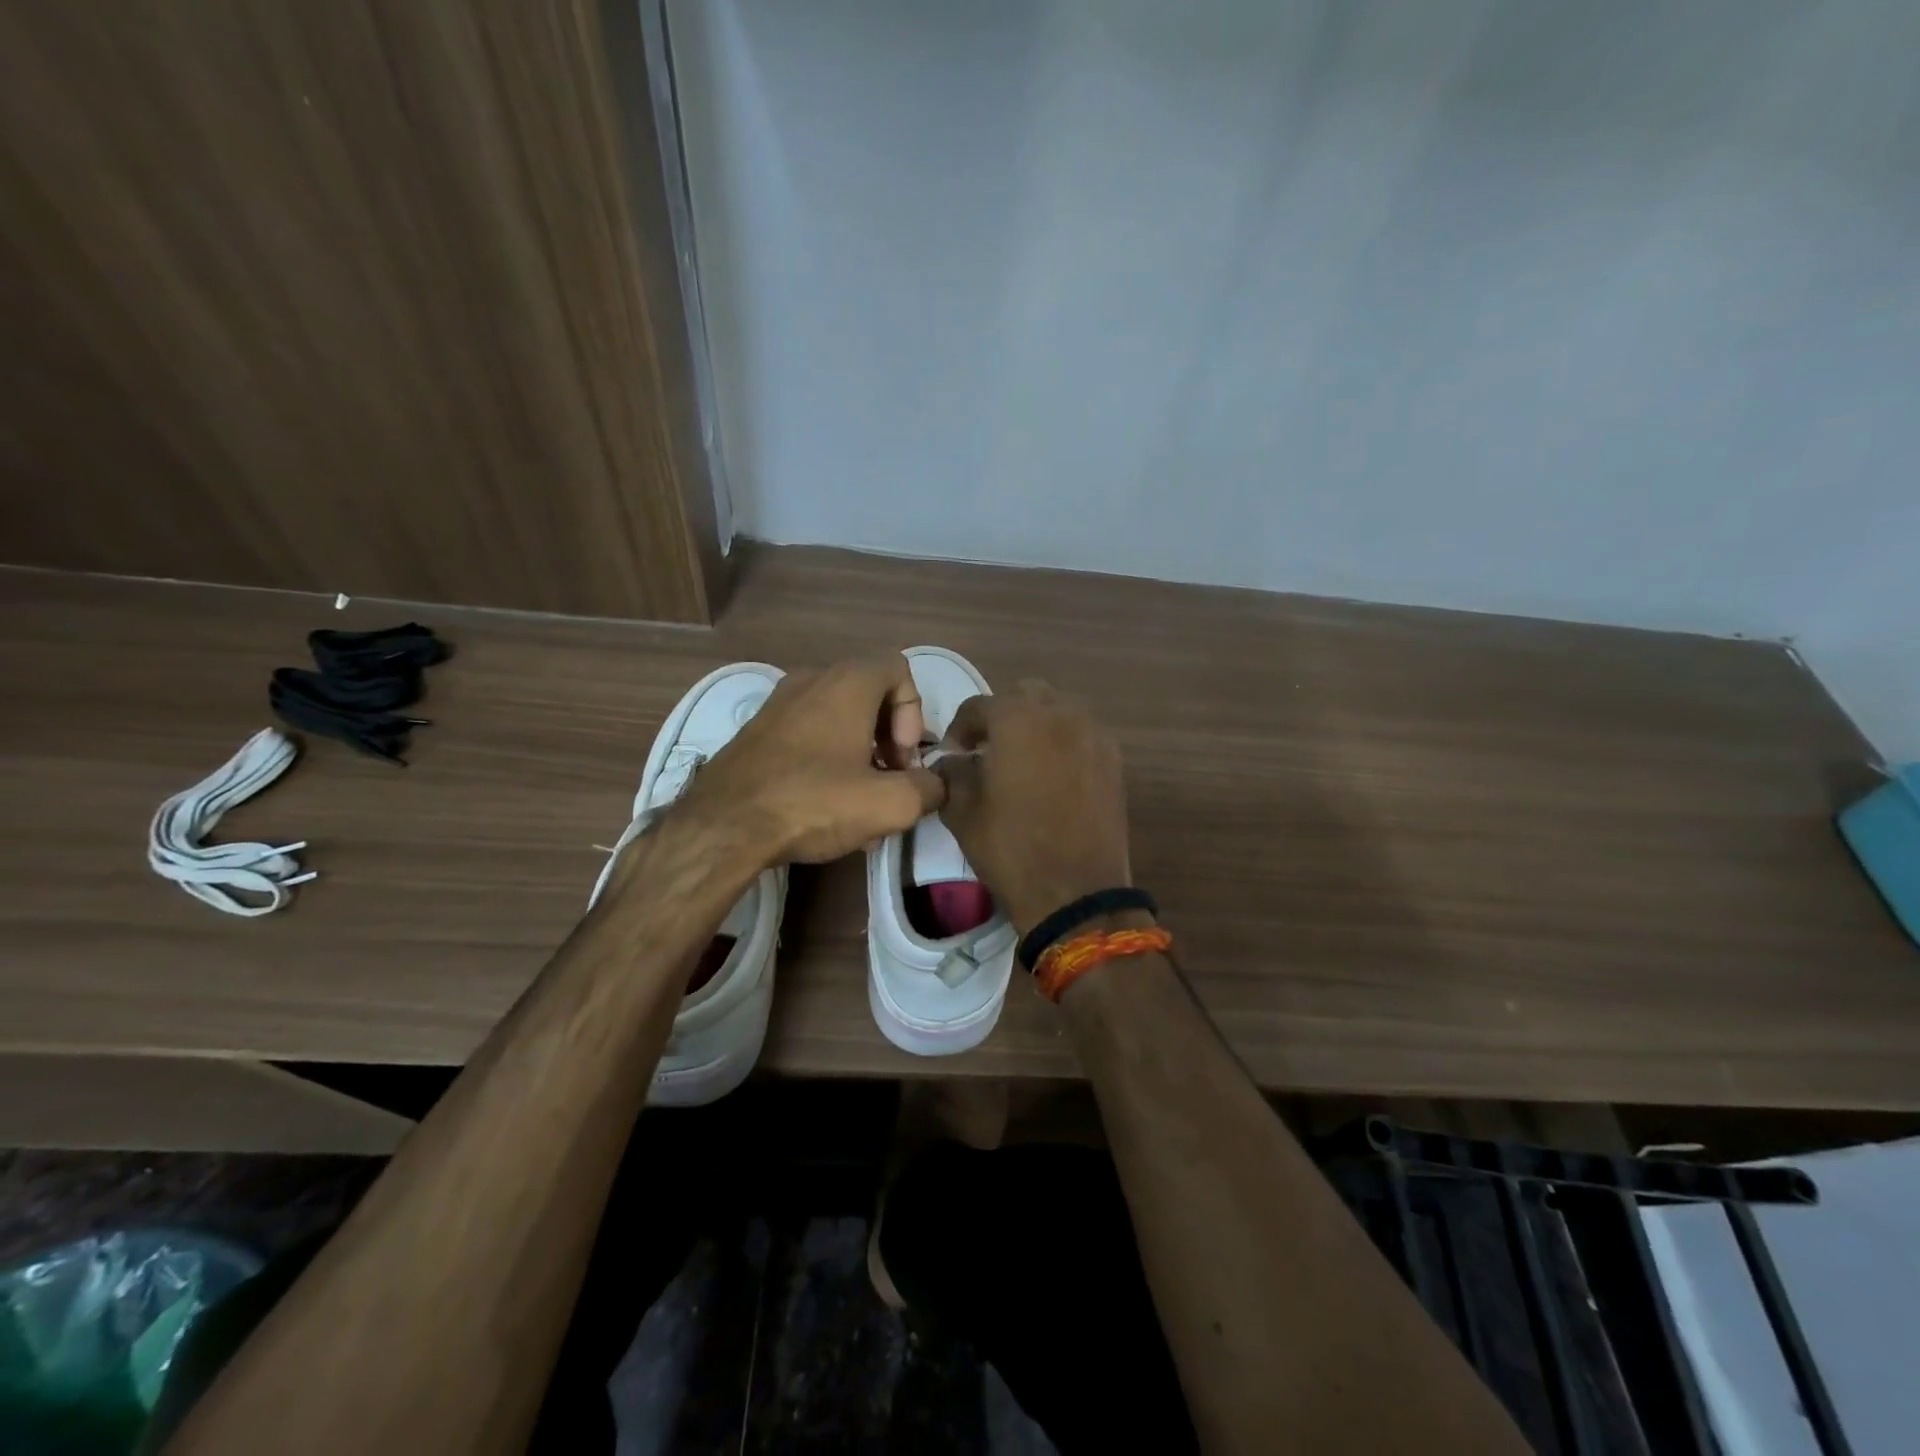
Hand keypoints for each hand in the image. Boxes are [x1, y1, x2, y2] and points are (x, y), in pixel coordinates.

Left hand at [677, 655, 945, 864]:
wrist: (723, 826)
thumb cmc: (813, 802)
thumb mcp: (889, 804)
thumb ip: (928, 789)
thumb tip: (935, 785)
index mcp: (847, 683)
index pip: (899, 669)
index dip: (913, 713)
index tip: (901, 759)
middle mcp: (811, 680)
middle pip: (870, 695)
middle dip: (890, 738)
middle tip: (889, 781)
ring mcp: (778, 703)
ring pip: (838, 717)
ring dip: (861, 752)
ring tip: (860, 801)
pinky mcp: (757, 731)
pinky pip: (808, 733)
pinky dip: (828, 758)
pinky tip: (825, 804)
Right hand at [934, 682, 1131, 935]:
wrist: (1076, 891)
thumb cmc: (1011, 848)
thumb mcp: (962, 811)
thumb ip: (952, 773)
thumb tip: (953, 761)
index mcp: (1017, 719)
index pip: (978, 707)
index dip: (959, 730)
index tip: (953, 754)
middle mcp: (1059, 713)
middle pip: (1024, 697)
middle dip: (1002, 717)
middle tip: (988, 750)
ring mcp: (1093, 734)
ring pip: (1058, 711)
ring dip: (1035, 726)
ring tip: (1023, 761)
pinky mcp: (1113, 759)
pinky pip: (1081, 735)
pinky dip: (1063, 743)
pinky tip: (1053, 776)